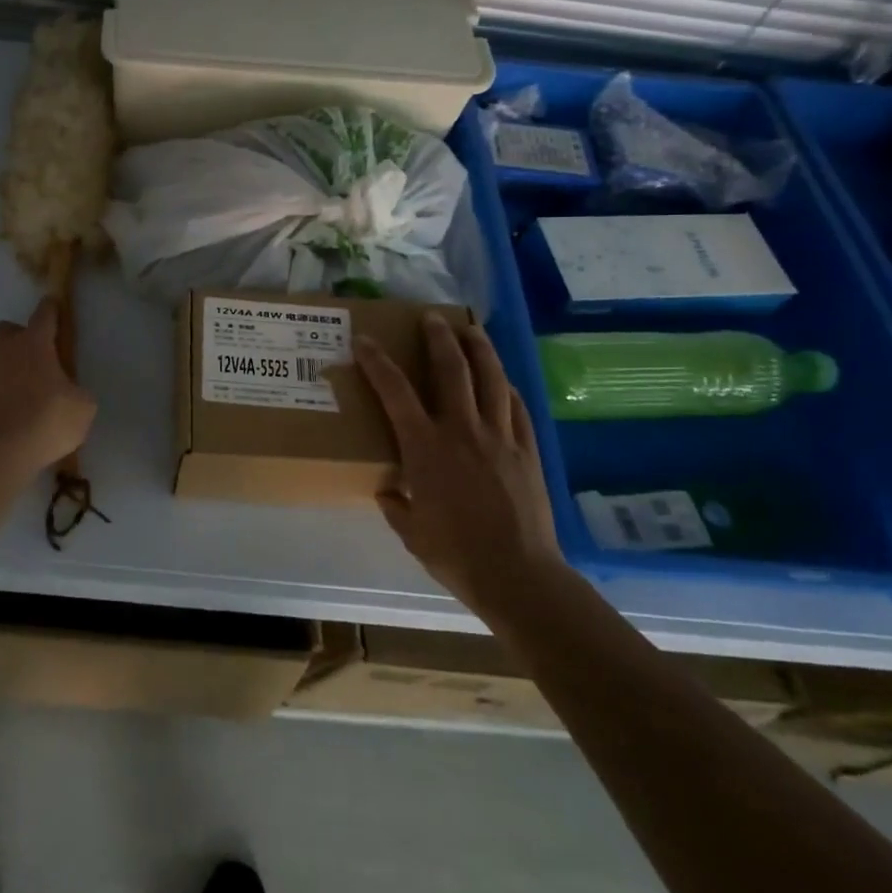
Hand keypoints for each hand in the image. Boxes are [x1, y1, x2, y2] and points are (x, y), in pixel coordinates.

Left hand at [0, 299, 95, 469]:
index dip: (52, 308)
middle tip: (37, 354)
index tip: (56, 306)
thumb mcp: (83, 406)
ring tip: (29, 389)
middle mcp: (6, 351)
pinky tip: (16, 411)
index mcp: (35, 343)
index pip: (44, 313)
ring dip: (10, 366)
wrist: (1, 453)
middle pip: (7, 329)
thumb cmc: (48, 420)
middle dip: (20, 335)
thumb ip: (77, 391)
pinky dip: (2, 392)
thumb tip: (70, 392)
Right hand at [356, 313, 565, 629]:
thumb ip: (395, 504)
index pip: (395, 391)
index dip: (376, 361)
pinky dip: (507, 388)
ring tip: (471, 329)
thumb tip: (388, 490)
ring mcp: (500, 437)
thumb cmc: (454, 553)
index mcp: (425, 447)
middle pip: (451, 369)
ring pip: (491, 378)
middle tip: (431, 317)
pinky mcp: (527, 451)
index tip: (364, 340)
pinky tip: (504, 381)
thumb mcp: (410, 530)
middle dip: (438, 337)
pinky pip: (517, 408)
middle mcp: (462, 430)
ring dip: (479, 348)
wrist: (517, 575)